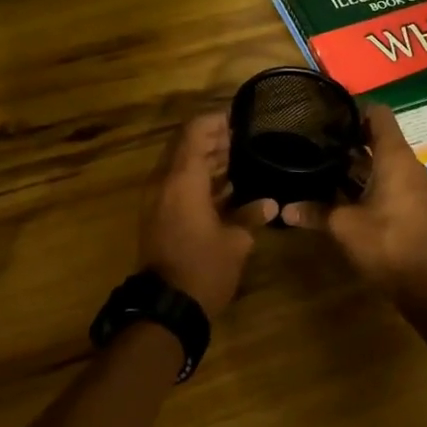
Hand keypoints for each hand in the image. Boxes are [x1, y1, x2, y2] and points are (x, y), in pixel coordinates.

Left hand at [140, 112, 276, 317]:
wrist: (166, 307)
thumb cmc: (203, 269)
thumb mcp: (236, 242)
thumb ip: (251, 215)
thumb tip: (270, 203)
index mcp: (183, 180)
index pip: (194, 131)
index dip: (215, 120)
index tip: (240, 119)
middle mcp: (164, 182)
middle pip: (185, 145)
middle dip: (212, 139)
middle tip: (243, 140)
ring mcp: (156, 199)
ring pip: (180, 165)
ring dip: (204, 159)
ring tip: (238, 159)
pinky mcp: (156, 215)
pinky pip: (176, 184)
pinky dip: (197, 179)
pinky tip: (225, 188)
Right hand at [281, 103, 426, 343]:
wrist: (425, 283)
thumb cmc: (386, 243)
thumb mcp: (344, 225)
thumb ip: (314, 212)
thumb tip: (283, 210)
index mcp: (395, 157)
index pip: (379, 114)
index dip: (354, 108)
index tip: (326, 112)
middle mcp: (406, 164)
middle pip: (378, 135)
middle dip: (348, 135)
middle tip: (314, 136)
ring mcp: (411, 184)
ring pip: (381, 159)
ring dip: (354, 160)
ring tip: (319, 159)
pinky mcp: (409, 203)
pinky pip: (386, 178)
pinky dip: (364, 178)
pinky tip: (336, 188)